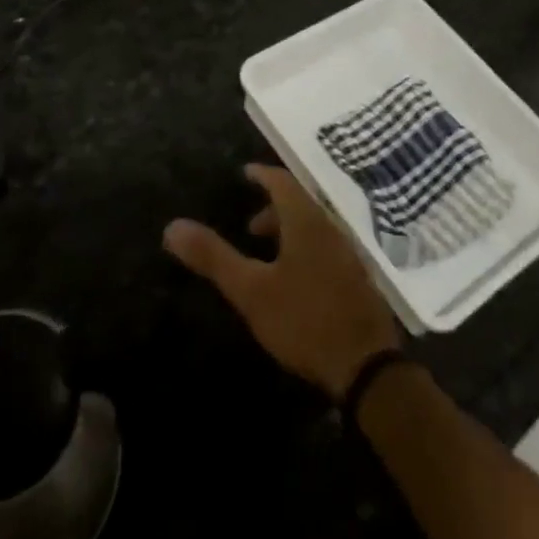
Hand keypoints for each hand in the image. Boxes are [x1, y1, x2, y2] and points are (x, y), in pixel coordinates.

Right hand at [164, 163, 400, 399]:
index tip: (245, 173)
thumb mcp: (251, 290)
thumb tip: (172, 226)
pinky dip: (305, 248)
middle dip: (272, 208)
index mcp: (306, 221)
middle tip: (249, 226)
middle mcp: (330, 228)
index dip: (262, 174)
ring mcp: (348, 254)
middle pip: (300, 204)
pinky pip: (326, 247)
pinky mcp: (357, 279)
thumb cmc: (303, 320)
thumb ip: (213, 257)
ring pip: (314, 227)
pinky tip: (295, 279)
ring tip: (267, 255)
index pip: (282, 181)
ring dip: (289, 231)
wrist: (365, 365)